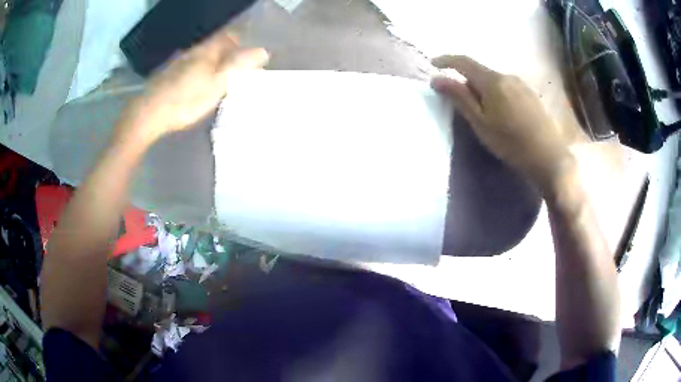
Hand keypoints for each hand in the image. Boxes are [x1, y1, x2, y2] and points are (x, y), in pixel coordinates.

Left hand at [117, 27, 268, 144]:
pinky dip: (197, 74)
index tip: (245, 62)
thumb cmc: (185, 101)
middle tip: (232, 76)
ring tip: (215, 84)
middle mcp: (192, 52)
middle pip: (214, 47)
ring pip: (200, 58)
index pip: (228, 37)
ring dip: (211, 66)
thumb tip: (263, 51)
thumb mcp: (217, 84)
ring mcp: (177, 63)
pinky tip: (194, 90)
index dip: (240, 45)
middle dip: (226, 57)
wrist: (148, 114)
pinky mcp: (167, 76)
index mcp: (206, 51)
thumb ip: (238, 66)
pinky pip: (188, 68)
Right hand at [431, 55, 573, 191]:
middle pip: (480, 72)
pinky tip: (503, 115)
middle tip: (462, 103)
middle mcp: (507, 76)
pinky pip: (507, 88)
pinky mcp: (531, 95)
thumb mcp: (480, 123)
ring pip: (494, 81)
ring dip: (483, 90)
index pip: (463, 62)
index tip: (433, 64)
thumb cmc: (511, 142)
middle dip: (467, 82)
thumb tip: (436, 79)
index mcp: (492, 80)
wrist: (548, 157)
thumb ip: (459, 98)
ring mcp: (522, 85)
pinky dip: (497, 94)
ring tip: (485, 114)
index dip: (446, 60)